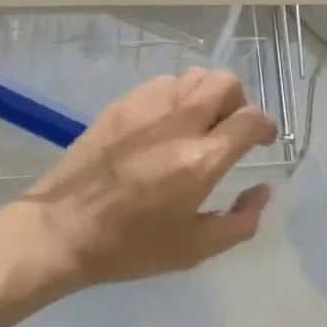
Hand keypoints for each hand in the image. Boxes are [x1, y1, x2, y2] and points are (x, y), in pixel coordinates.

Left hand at [17, 67, 276, 288]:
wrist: (62, 228)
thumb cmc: (130, 246)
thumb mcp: (194, 250)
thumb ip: (240, 222)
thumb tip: (264, 190)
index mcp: (201, 160)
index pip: (250, 119)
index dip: (265, 127)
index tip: (262, 140)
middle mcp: (180, 122)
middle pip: (226, 83)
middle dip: (239, 101)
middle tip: (231, 127)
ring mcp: (149, 107)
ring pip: (195, 76)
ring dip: (207, 94)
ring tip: (199, 121)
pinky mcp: (123, 103)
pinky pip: (164, 82)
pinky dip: (177, 94)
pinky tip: (166, 121)